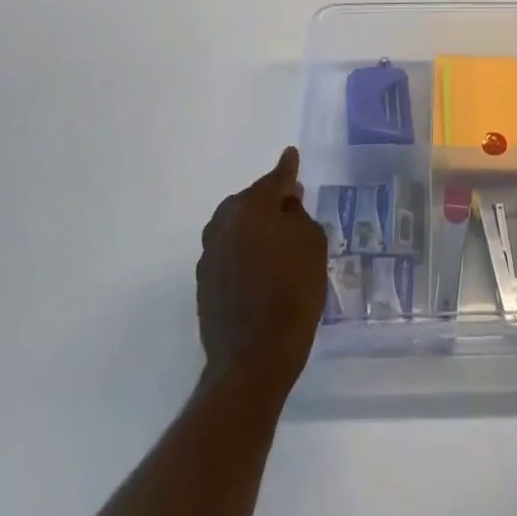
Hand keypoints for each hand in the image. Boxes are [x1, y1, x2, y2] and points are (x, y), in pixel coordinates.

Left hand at [196, 147, 327, 397]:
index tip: (291, 155)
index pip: (276, 178)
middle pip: (253, 202)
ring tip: (277, 244)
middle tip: (293, 210)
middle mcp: (224, 222)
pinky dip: (244, 255)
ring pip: (238, 228)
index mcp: (251, 206)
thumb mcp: (312, 243)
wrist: (253, 360)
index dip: (288, 168)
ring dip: (255, 230)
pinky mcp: (203, 283)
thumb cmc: (292, 292)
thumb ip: (298, 214)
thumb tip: (285, 204)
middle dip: (271, 203)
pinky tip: (260, 271)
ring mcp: (209, 253)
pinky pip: (229, 254)